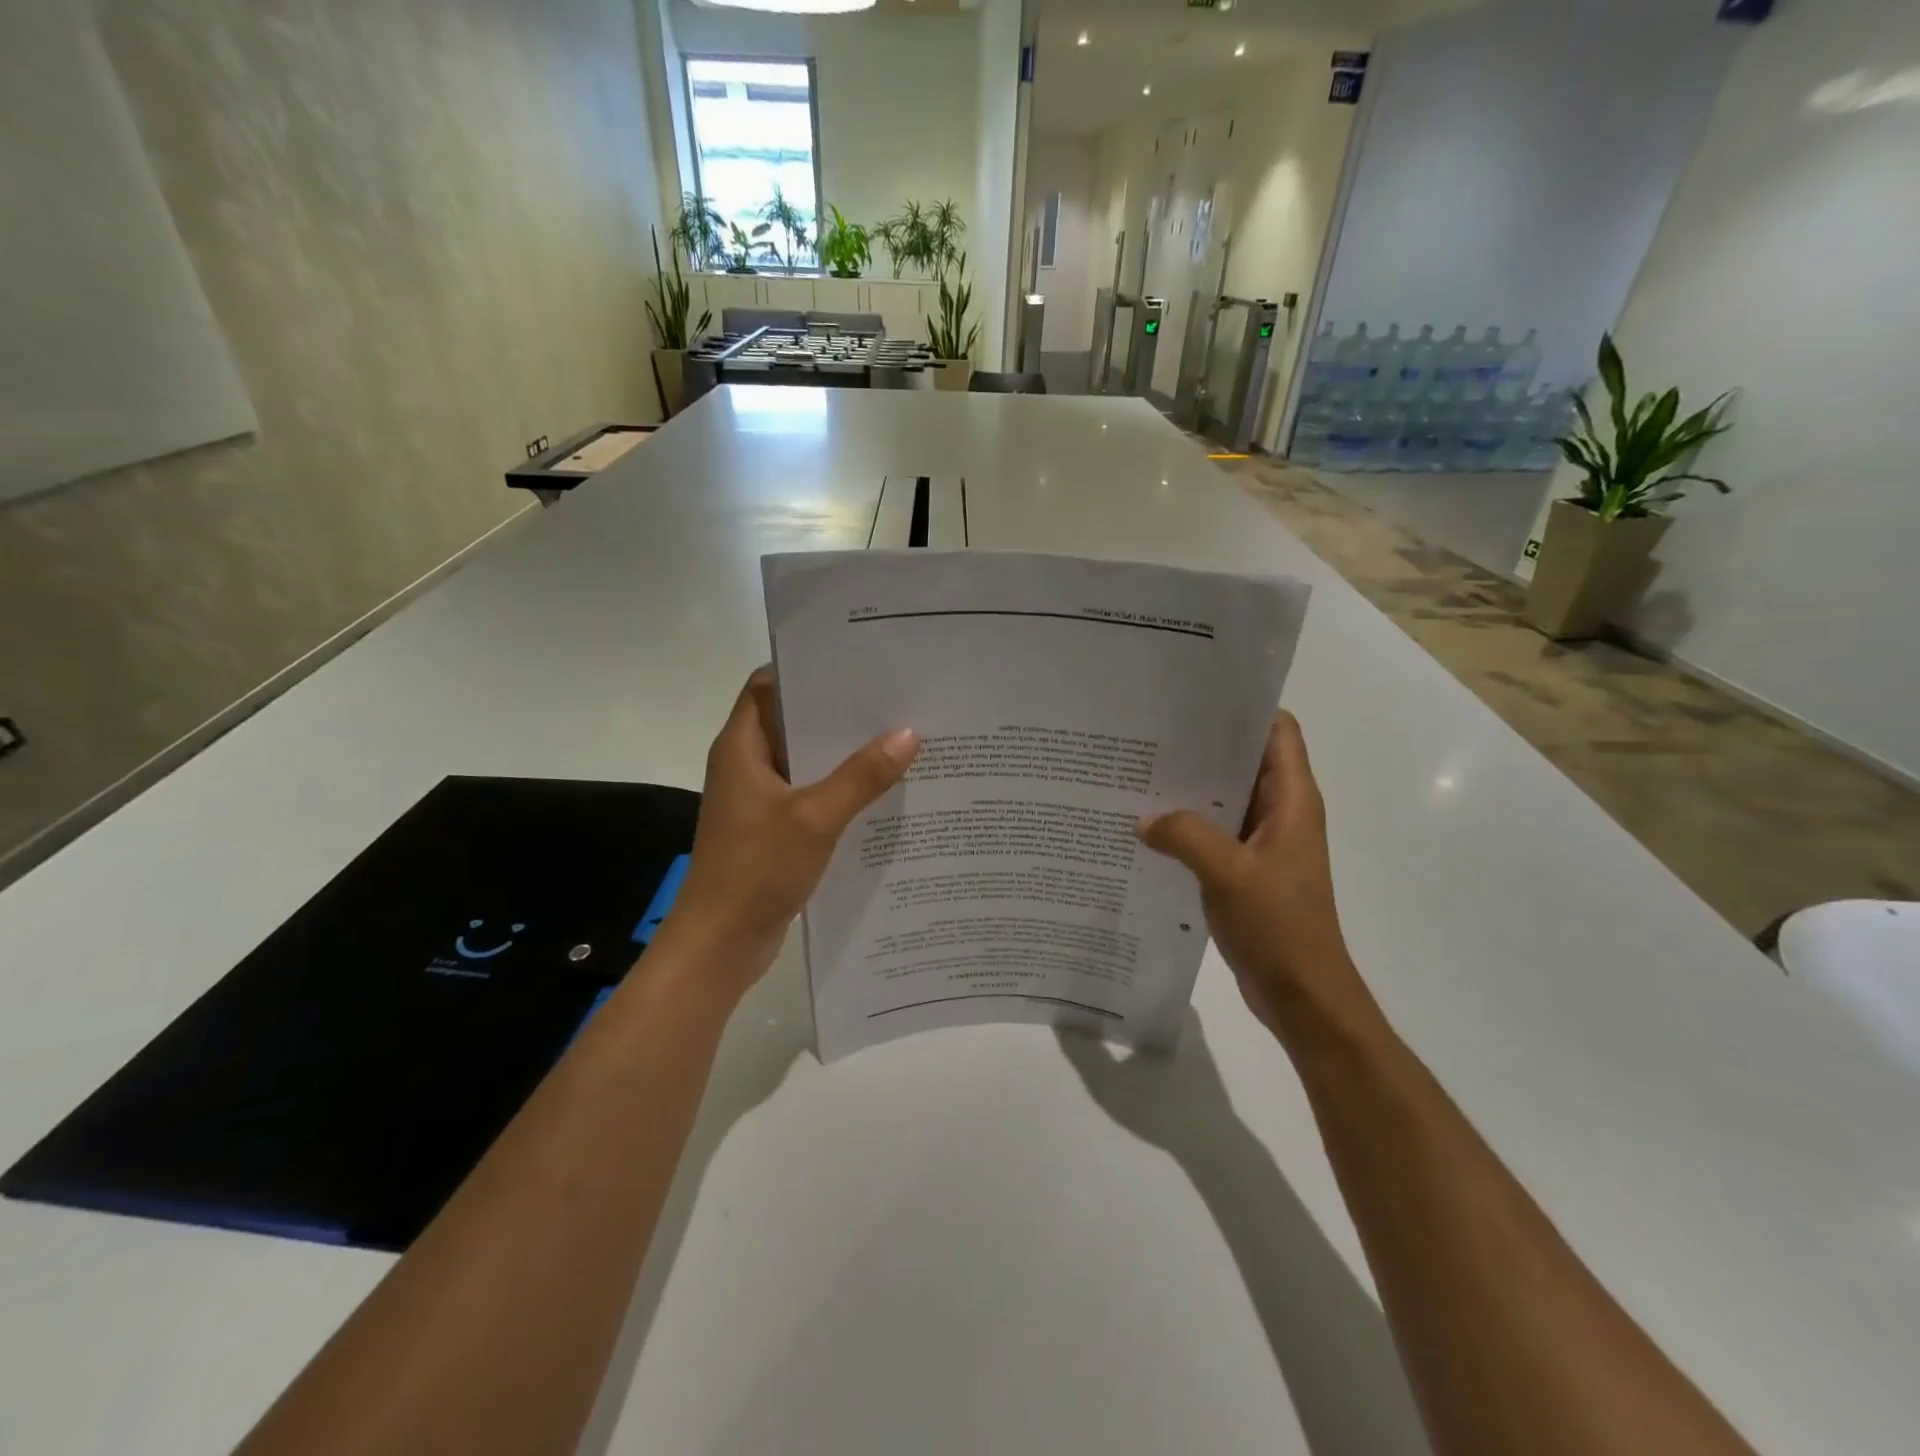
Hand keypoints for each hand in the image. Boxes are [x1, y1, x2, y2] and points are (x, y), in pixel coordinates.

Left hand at [665, 667, 918, 998]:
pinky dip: (839, 789)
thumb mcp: (815, 818)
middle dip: (838, 713)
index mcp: (742, 747)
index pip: (768, 686)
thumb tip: (909, 735)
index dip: (807, 670)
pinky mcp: (772, 829)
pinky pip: (809, 795)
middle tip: (893, 700)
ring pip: (805, 762)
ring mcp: (759, 799)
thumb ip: (862, 776)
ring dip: (843, 754)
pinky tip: (880, 791)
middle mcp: (747, 765)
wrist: (721, 943)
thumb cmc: (756, 869)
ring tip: (898, 739)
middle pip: (793, 722)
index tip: (856, 664)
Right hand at [1137, 712, 1378, 1050]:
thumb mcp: (1228, 873)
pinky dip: (1187, 825)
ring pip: (1225, 798)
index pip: (1277, 731)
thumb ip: (1184, 836)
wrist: (1302, 994)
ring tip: (1139, 773)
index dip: (1243, 710)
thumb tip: (1142, 819)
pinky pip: (1214, 833)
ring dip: (1190, 789)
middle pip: (1244, 761)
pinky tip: (1147, 825)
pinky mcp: (1246, 869)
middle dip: (1202, 746)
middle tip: (1150, 734)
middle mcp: (1281, 813)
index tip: (1195, 699)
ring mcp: (1263, 842)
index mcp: (1292, 800)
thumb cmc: (1279, 926)